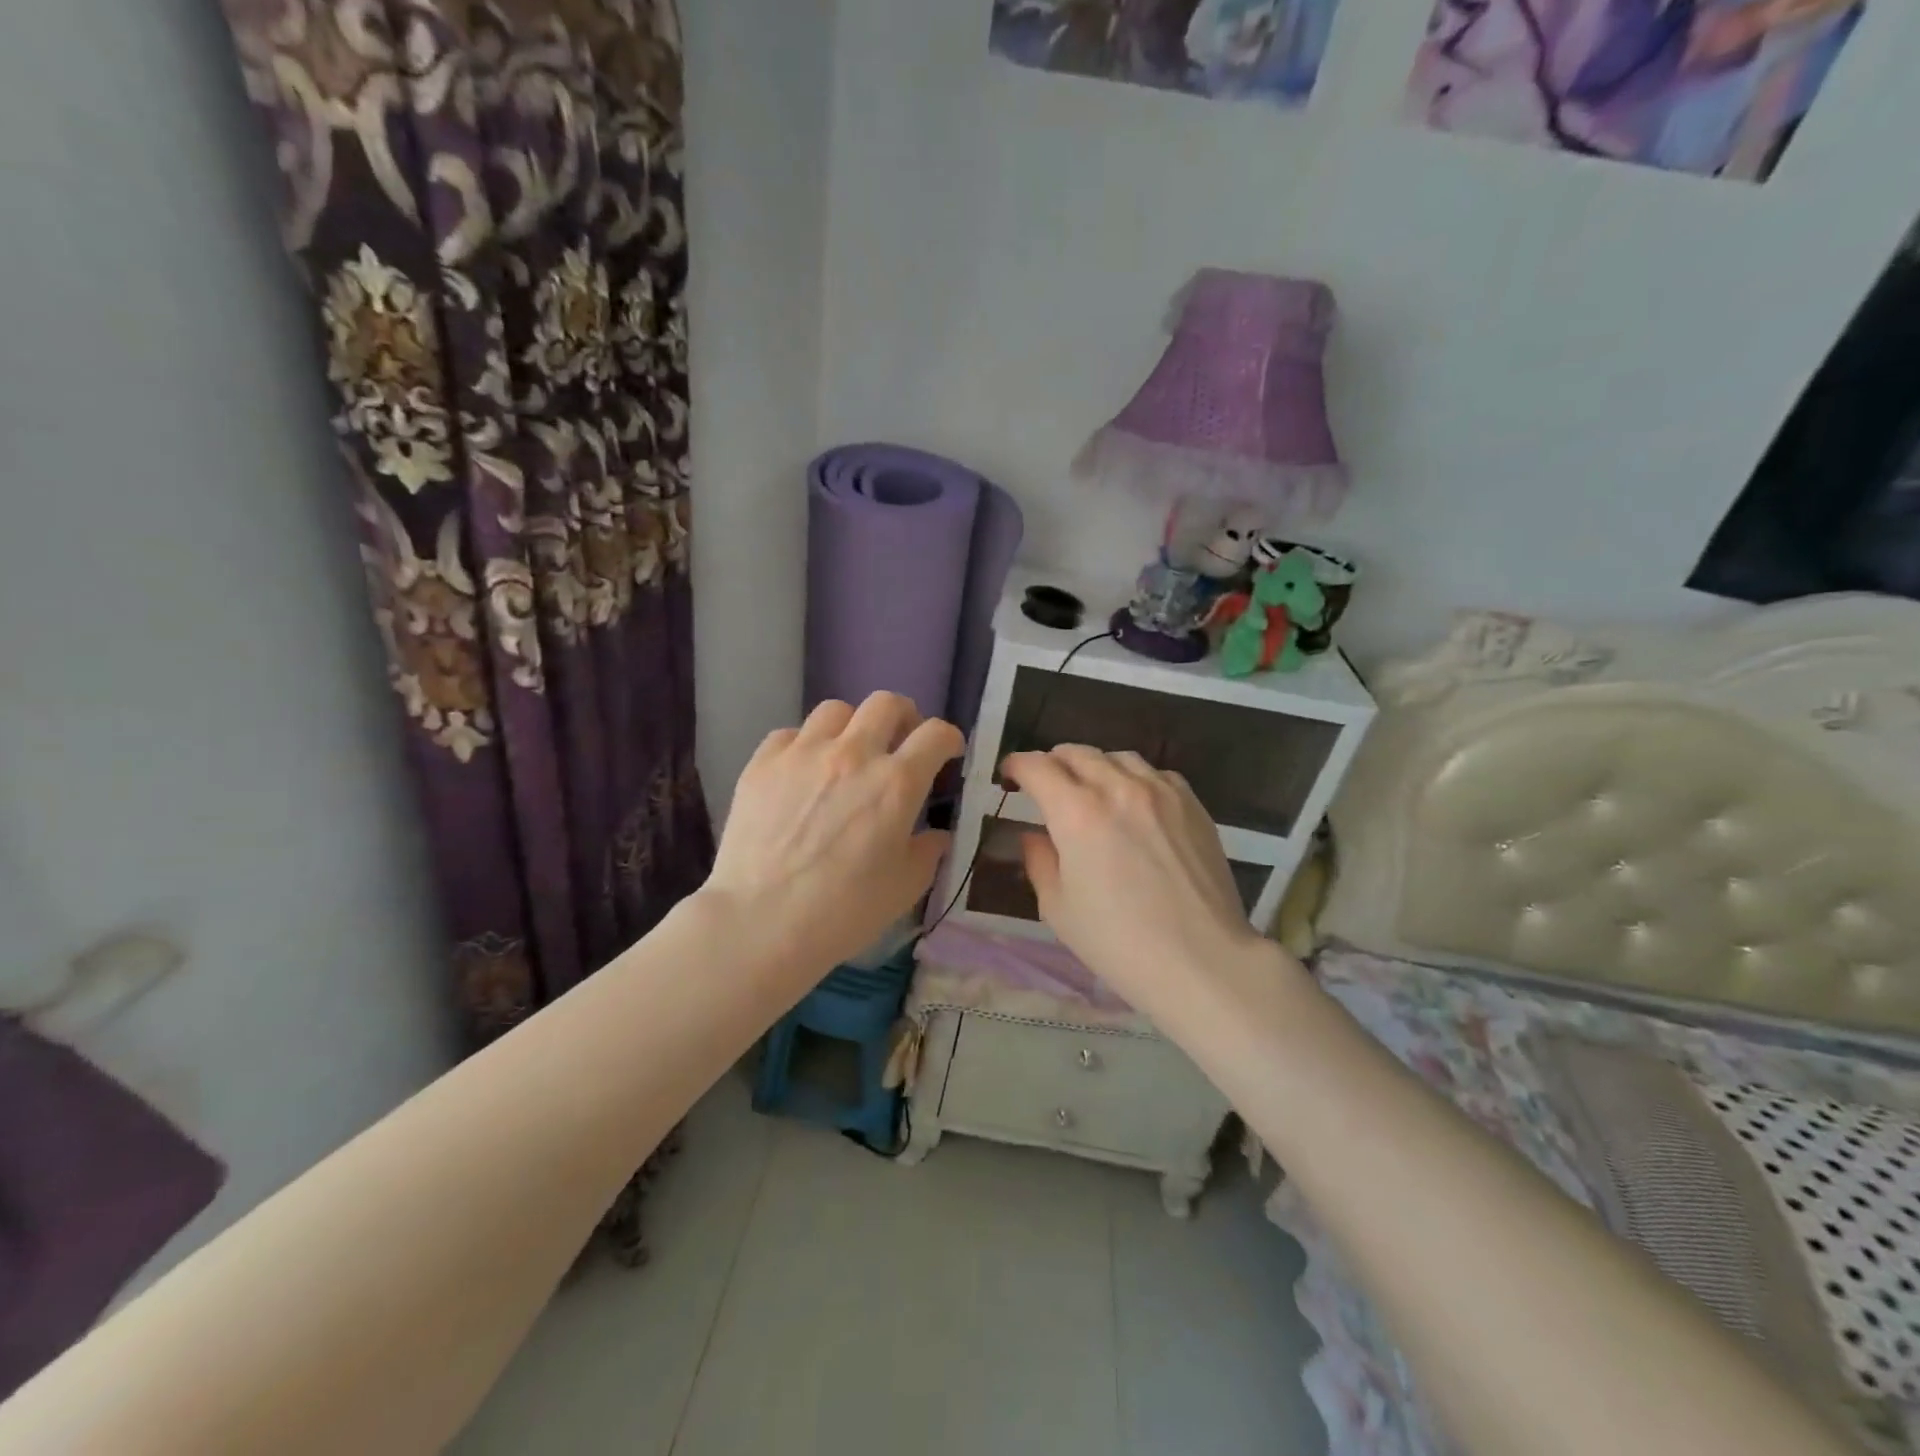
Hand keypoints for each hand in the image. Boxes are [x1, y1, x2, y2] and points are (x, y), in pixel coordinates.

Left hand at [705, 693, 962, 983]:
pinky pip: (790, 734)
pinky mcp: (762, 763)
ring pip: (836, 710)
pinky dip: (804, 746)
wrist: (760, 922)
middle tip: (901, 742)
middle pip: (887, 703)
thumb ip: (928, 852)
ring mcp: (803, 753)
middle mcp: (853, 754)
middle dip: (904, 717)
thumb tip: (937, 834)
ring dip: (852, 727)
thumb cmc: (843, 911)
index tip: (947, 754)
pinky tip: (802, 773)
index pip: (936, 734)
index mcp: (897, 783)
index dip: (949, 739)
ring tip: (848, 754)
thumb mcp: (904, 888)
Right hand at [1002, 747, 1270, 1024]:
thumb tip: (1033, 835)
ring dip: (1094, 767)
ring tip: (1091, 791)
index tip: (1009, 776)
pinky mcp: (1192, 803)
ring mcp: (1160, 792)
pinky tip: (1134, 804)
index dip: (1016, 766)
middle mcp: (1118, 788)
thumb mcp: (1058, 908)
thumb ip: (1039, 861)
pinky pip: (1155, 773)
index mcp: (1077, 813)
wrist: (1201, 960)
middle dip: (1052, 763)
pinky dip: (1134, 779)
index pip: (1037, 767)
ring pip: (1117, 757)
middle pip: (1076, 753)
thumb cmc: (1119, 942)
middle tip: (1045, 786)